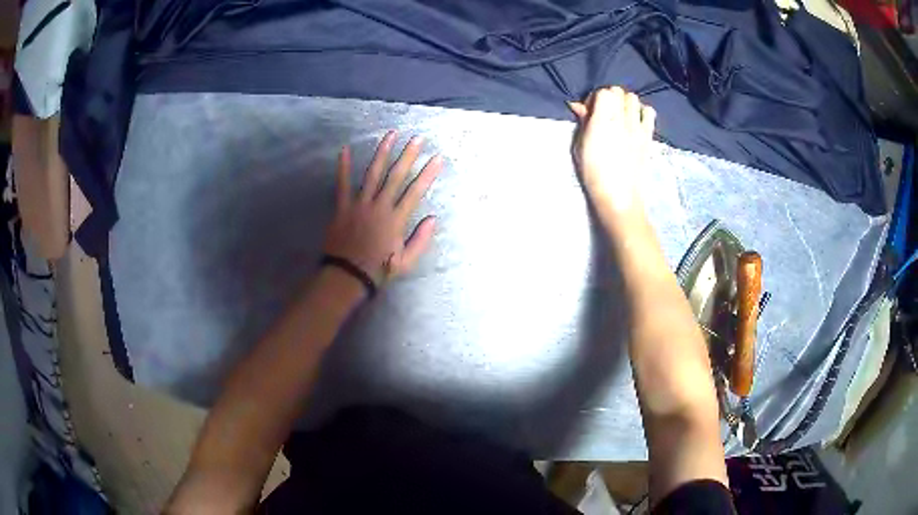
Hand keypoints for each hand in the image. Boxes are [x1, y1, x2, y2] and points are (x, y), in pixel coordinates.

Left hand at [323, 131, 442, 288]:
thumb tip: (434, 219)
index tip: (438, 158)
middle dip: (408, 155)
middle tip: (417, 138)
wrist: (347, 275)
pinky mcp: (343, 207)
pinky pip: (342, 184)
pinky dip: (342, 167)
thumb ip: (421, 240)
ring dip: (383, 153)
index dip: (428, 174)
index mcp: (396, 219)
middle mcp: (380, 206)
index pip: (415, 191)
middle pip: (396, 176)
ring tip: (391, 135)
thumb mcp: (406, 261)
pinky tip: (344, 149)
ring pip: (373, 173)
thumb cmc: (378, 270)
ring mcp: (359, 204)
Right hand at [569, 86, 655, 213]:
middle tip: (605, 113)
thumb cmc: (593, 174)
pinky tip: (636, 122)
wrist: (619, 196)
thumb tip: (578, 106)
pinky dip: (642, 112)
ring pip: (634, 98)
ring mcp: (637, 127)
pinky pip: (649, 112)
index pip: (603, 92)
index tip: (590, 112)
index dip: (595, 98)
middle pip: (618, 91)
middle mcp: (621, 119)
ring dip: (625, 103)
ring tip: (620, 116)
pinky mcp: (648, 136)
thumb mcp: (580, 146)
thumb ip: (582, 122)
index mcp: (601, 121)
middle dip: (610, 97)